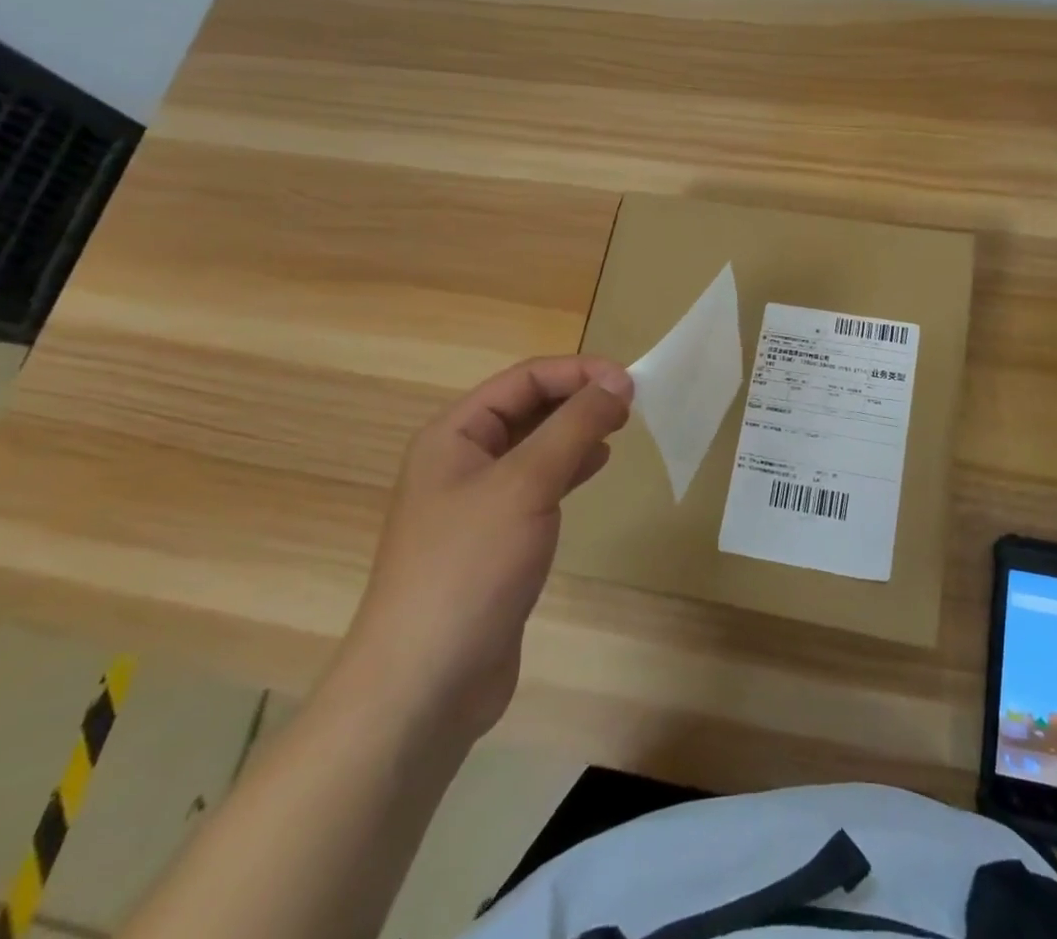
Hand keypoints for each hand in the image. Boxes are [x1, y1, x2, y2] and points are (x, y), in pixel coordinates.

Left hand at [330, 356, 632, 753]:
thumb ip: (575, 425)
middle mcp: (461, 459)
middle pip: (528, 408)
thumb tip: (619, 380)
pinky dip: (569, 468)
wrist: (425, 684)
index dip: (578, 372)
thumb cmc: (470, 566)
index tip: (630, 381)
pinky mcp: (495, 539)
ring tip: (621, 428)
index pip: (524, 379)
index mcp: (454, 434)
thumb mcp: (526, 483)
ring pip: (536, 445)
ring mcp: (477, 502)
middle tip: (631, 405)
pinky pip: (537, 484)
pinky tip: (596, 467)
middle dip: (579, 398)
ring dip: (577, 430)